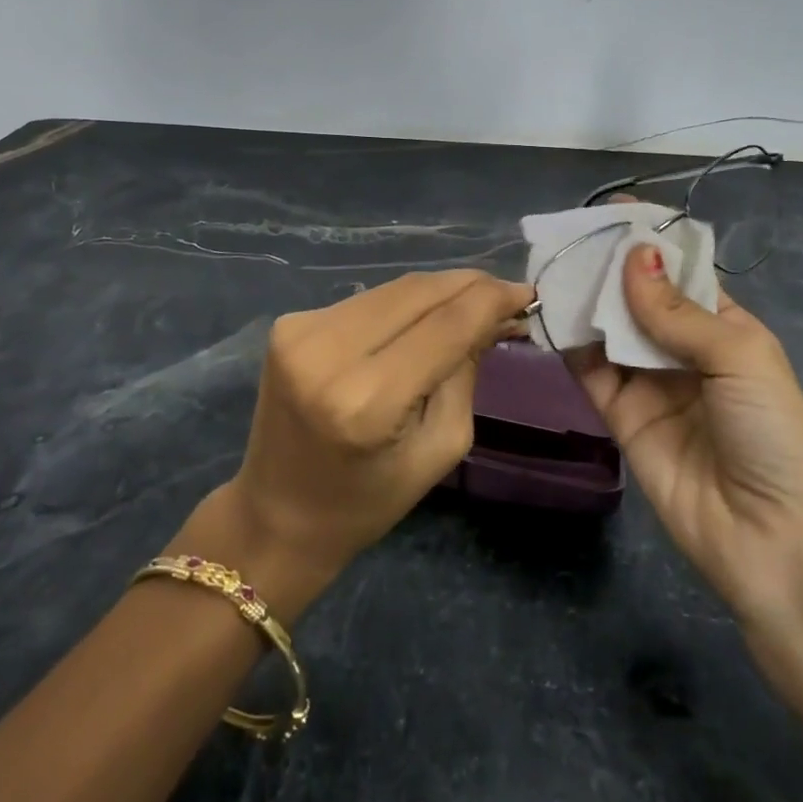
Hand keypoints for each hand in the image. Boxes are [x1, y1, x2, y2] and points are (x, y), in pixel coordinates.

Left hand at [194, 271, 532, 616]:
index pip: (444, 325)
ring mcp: (300, 331)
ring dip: (438, 291)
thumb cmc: (367, 501)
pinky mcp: (290, 323)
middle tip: (506, 294)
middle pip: (417, 292)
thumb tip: (492, 316)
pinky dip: (402, 304)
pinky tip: (423, 318)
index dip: (490, 300)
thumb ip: (465, 374)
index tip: (526, 293)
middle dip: (468, 286)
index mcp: (365, 400)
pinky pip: (366, 301)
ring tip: (471, 303)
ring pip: (392, 289)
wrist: (276, 514)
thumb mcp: (438, 449)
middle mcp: (326, 352)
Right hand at [567, 241, 802, 636]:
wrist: (774, 542)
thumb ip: (677, 311)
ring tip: (550, 266)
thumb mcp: (738, 358)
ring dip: (584, 300)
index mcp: (726, 329)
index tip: (612, 211)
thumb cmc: (774, 435)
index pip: (682, 273)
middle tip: (568, 236)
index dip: (651, 243)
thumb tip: (634, 256)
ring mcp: (651, 384)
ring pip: (610, 330)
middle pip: (639, 298)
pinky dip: (570, 343)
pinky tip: (548, 314)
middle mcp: (685, 351)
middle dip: (608, 268)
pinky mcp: (621, 416)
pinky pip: (591, 371)